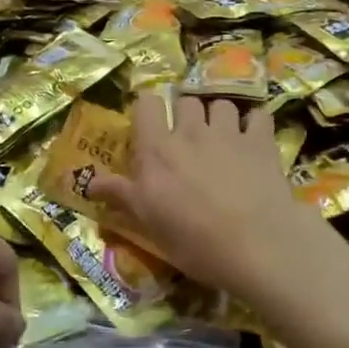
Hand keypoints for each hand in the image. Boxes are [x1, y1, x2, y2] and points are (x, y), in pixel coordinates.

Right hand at [87, 95, 339, 305]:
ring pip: (221, 104)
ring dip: (219, 116)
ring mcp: (229, 132)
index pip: (147, 103)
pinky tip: (254, 139)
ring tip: (222, 138)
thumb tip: (87, 182)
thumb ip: (119, 194)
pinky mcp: (261, 142)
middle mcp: (191, 130)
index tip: (152, 125)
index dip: (149, 109)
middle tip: (189, 138)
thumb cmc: (193, 239)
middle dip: (186, 114)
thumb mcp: (147, 222)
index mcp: (158, 148)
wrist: (255, 248)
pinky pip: (258, 116)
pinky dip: (255, 123)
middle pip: (186, 100)